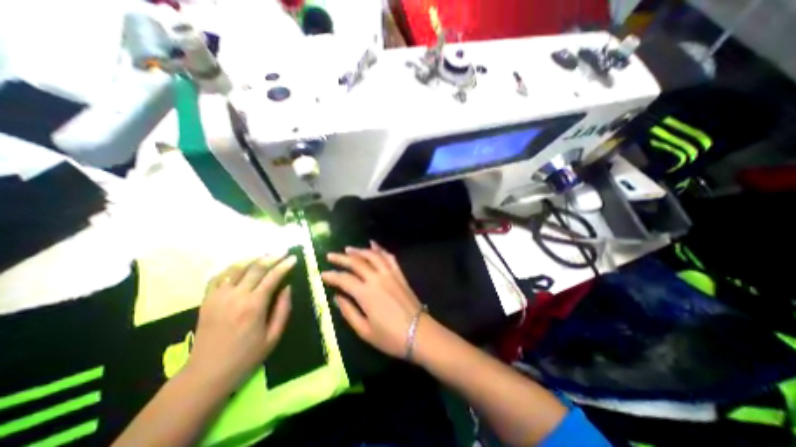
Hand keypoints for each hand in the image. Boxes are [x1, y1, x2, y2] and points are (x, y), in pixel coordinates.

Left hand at [187, 254, 293, 386]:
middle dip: (272, 257)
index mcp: (254, 306)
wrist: (207, 373)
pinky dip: (231, 267)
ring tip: (265, 254)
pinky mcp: (206, 300)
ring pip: (237, 268)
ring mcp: (218, 297)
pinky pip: (219, 276)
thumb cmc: (246, 356)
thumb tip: (288, 287)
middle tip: (283, 251)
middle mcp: (236, 296)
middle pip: (255, 268)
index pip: (272, 277)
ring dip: (253, 258)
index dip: (284, 265)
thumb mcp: (273, 336)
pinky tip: (241, 265)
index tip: (294, 258)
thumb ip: (283, 309)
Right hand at [319, 241, 425, 359]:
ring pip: (372, 255)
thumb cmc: (390, 337)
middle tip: (330, 255)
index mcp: (366, 293)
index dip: (331, 276)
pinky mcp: (399, 274)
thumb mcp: (364, 331)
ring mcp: (390, 274)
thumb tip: (337, 297)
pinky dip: (380, 249)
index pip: (344, 279)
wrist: (419, 333)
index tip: (322, 274)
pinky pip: (389, 257)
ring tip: (348, 249)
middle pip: (356, 262)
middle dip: (341, 258)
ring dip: (359, 250)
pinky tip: (373, 244)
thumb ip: (348, 312)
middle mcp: (377, 278)